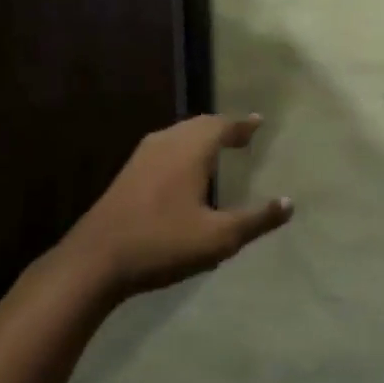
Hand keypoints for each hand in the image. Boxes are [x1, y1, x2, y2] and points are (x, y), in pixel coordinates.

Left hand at [62, 114, 292, 296]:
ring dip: (201, 136)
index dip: (242, 125)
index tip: (258, 121)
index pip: (223, 126)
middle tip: (241, 134)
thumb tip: (289, 203)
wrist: (95, 261)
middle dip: (222, 127)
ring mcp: (143, 156)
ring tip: (217, 147)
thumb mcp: (219, 238)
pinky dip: (183, 147)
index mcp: (191, 150)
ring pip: (179, 134)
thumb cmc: (162, 243)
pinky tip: (184, 169)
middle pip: (200, 124)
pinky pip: (165, 146)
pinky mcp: (128, 173)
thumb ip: (256, 220)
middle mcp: (167, 143)